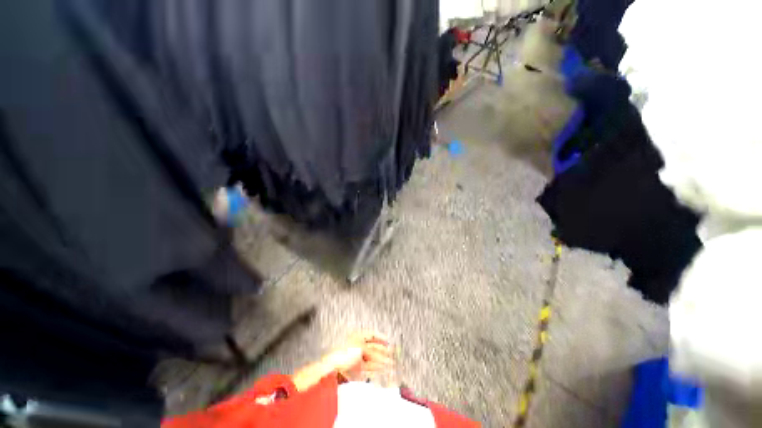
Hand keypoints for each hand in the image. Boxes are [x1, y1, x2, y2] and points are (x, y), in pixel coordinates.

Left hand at [322, 332, 393, 381]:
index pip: (372, 334)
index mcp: (358, 336)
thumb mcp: (362, 348)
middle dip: (383, 351)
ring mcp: (357, 355)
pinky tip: (382, 368)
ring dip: (381, 360)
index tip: (389, 341)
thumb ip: (373, 352)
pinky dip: (375, 366)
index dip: (381, 337)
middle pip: (373, 347)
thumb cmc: (346, 351)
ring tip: (390, 363)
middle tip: (392, 354)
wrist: (332, 365)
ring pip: (372, 357)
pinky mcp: (356, 366)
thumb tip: (383, 356)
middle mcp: (358, 344)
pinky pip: (368, 365)